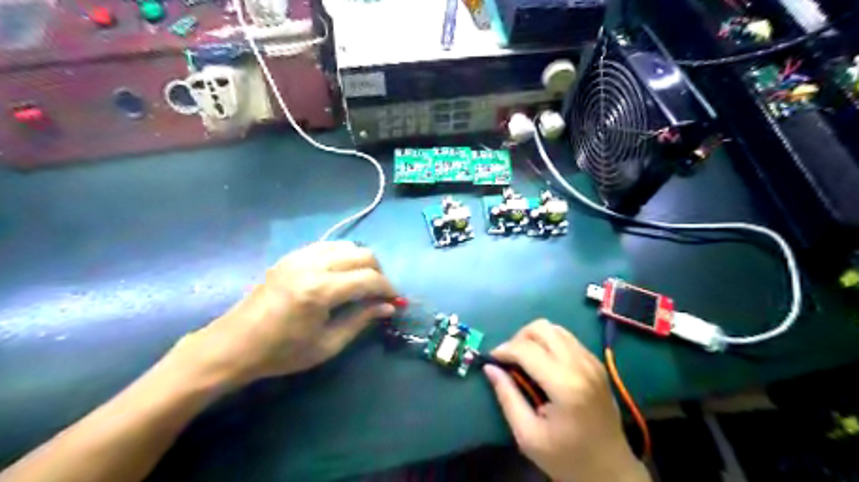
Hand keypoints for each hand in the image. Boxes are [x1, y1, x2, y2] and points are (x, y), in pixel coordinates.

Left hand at [167, 241, 395, 386]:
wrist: (234, 345)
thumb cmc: (281, 353)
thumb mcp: (327, 344)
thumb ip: (361, 320)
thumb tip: (388, 307)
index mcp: (320, 290)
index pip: (369, 279)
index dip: (388, 288)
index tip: (395, 300)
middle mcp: (312, 265)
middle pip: (362, 254)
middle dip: (378, 272)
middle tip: (379, 293)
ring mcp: (300, 256)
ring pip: (347, 245)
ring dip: (361, 261)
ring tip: (362, 283)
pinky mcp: (291, 256)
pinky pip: (328, 245)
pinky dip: (343, 255)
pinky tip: (341, 274)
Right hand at [485, 320, 648, 481]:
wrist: (611, 470)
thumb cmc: (567, 458)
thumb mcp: (528, 435)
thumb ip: (507, 397)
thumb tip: (489, 368)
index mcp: (565, 385)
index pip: (526, 349)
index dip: (503, 350)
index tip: (491, 360)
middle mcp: (581, 365)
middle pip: (541, 328)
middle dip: (518, 338)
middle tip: (509, 360)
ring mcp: (592, 361)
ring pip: (554, 328)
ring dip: (534, 338)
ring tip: (524, 360)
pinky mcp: (596, 363)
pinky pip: (567, 337)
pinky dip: (549, 342)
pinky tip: (543, 363)